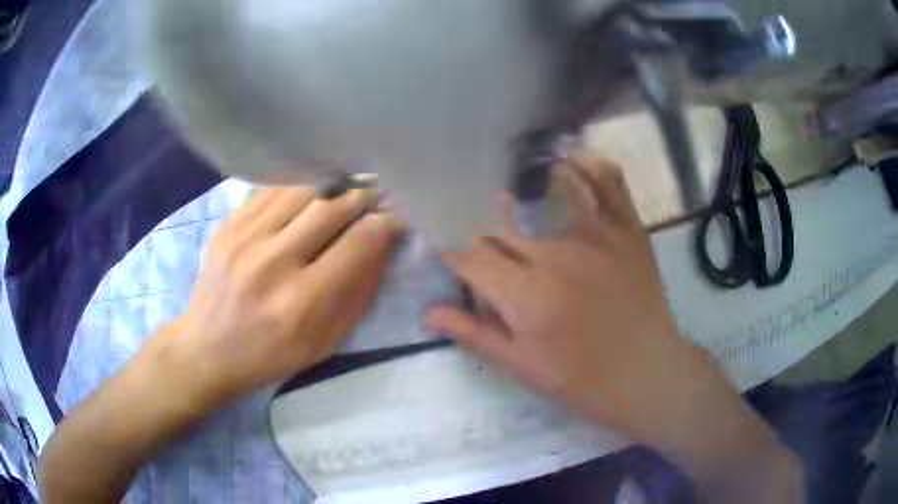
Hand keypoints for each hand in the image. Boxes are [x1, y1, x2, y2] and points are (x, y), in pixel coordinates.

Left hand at [153, 186, 404, 407]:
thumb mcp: (327, 340)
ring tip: (347, 188)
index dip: (389, 221)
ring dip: (333, 185)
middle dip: (365, 196)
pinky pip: (272, 189)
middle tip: (379, 194)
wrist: (209, 349)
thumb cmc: (273, 354)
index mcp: (302, 301)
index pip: (360, 241)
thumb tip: (384, 243)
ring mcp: (244, 238)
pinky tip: (309, 191)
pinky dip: (299, 186)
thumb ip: (360, 291)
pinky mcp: (227, 225)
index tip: (400, 215)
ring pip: (302, 188)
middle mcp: (272, 262)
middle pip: (333, 206)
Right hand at [426, 157, 735, 444]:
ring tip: (507, 189)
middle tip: (473, 228)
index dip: (450, 250)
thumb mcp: (522, 367)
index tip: (445, 249)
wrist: (647, 373)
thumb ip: (475, 334)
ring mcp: (598, 235)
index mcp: (527, 296)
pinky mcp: (628, 229)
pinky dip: (586, 165)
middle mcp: (558, 255)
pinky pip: (608, 180)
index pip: (470, 256)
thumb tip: (428, 311)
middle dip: (478, 223)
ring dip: (521, 185)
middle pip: (500, 222)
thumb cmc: (582, 379)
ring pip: (547, 188)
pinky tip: (566, 164)